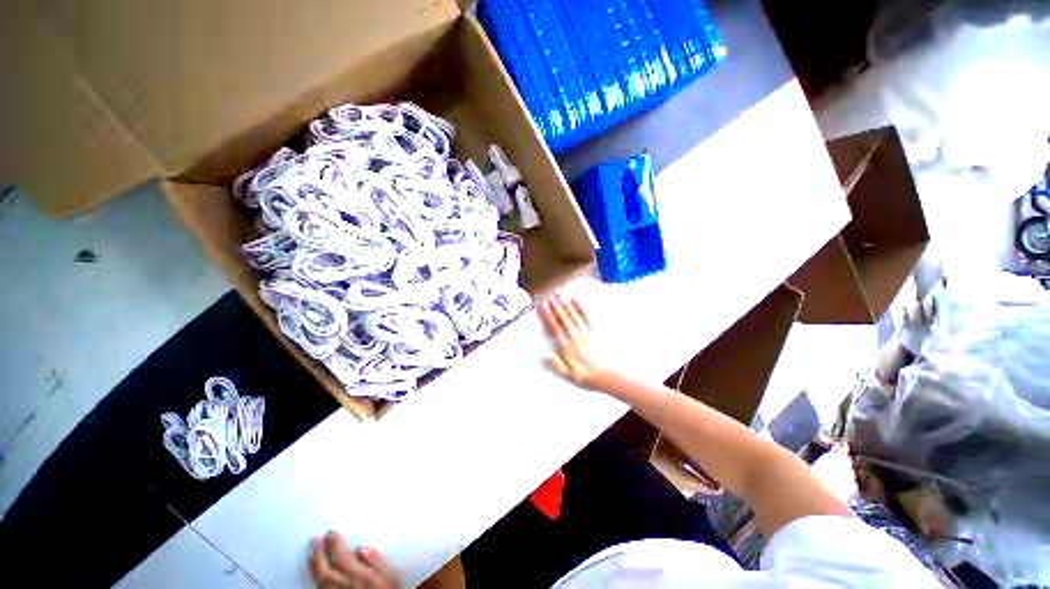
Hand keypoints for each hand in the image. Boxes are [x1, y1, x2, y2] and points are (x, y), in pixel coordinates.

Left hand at [309, 532, 399, 588]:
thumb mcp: (389, 576)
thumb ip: (377, 561)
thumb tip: (363, 549)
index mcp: (358, 577)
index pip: (340, 557)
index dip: (334, 543)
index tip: (331, 533)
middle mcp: (343, 587)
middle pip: (325, 569)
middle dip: (319, 552)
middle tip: (317, 540)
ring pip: (319, 580)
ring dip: (314, 565)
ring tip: (312, 553)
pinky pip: (320, 588)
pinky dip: (316, 578)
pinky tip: (316, 573)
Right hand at [539, 294, 607, 389]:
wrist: (602, 375)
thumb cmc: (582, 375)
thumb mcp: (566, 374)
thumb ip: (555, 364)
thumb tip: (543, 355)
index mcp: (565, 345)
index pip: (554, 327)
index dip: (547, 315)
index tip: (541, 305)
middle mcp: (573, 335)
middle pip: (562, 317)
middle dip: (554, 304)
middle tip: (548, 294)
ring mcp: (583, 331)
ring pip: (572, 314)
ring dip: (565, 303)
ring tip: (558, 293)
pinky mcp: (591, 330)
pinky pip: (585, 315)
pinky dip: (579, 306)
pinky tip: (575, 299)